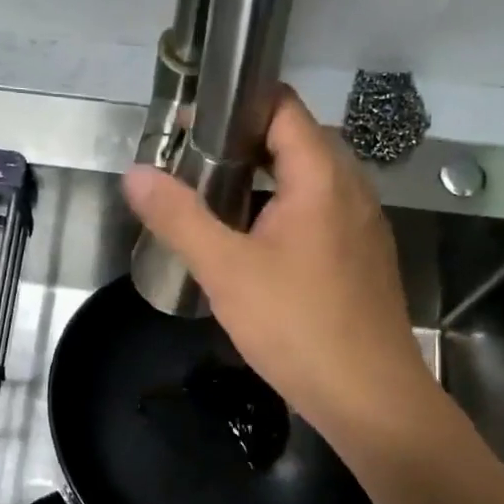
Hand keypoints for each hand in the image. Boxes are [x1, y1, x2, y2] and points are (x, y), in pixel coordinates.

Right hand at [123, 89, 437, 452]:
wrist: (369, 396)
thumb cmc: (296, 326)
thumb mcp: (226, 270)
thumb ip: (179, 217)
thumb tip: (135, 173)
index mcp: (322, 176)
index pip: (282, 107)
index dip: (235, 106)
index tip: (189, 130)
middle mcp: (352, 189)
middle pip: (295, 143)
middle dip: (242, 148)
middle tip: (192, 173)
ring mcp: (364, 226)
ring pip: (309, 184)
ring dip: (264, 186)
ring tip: (215, 210)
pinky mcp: (364, 260)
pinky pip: (321, 218)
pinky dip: (285, 217)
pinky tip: (255, 253)